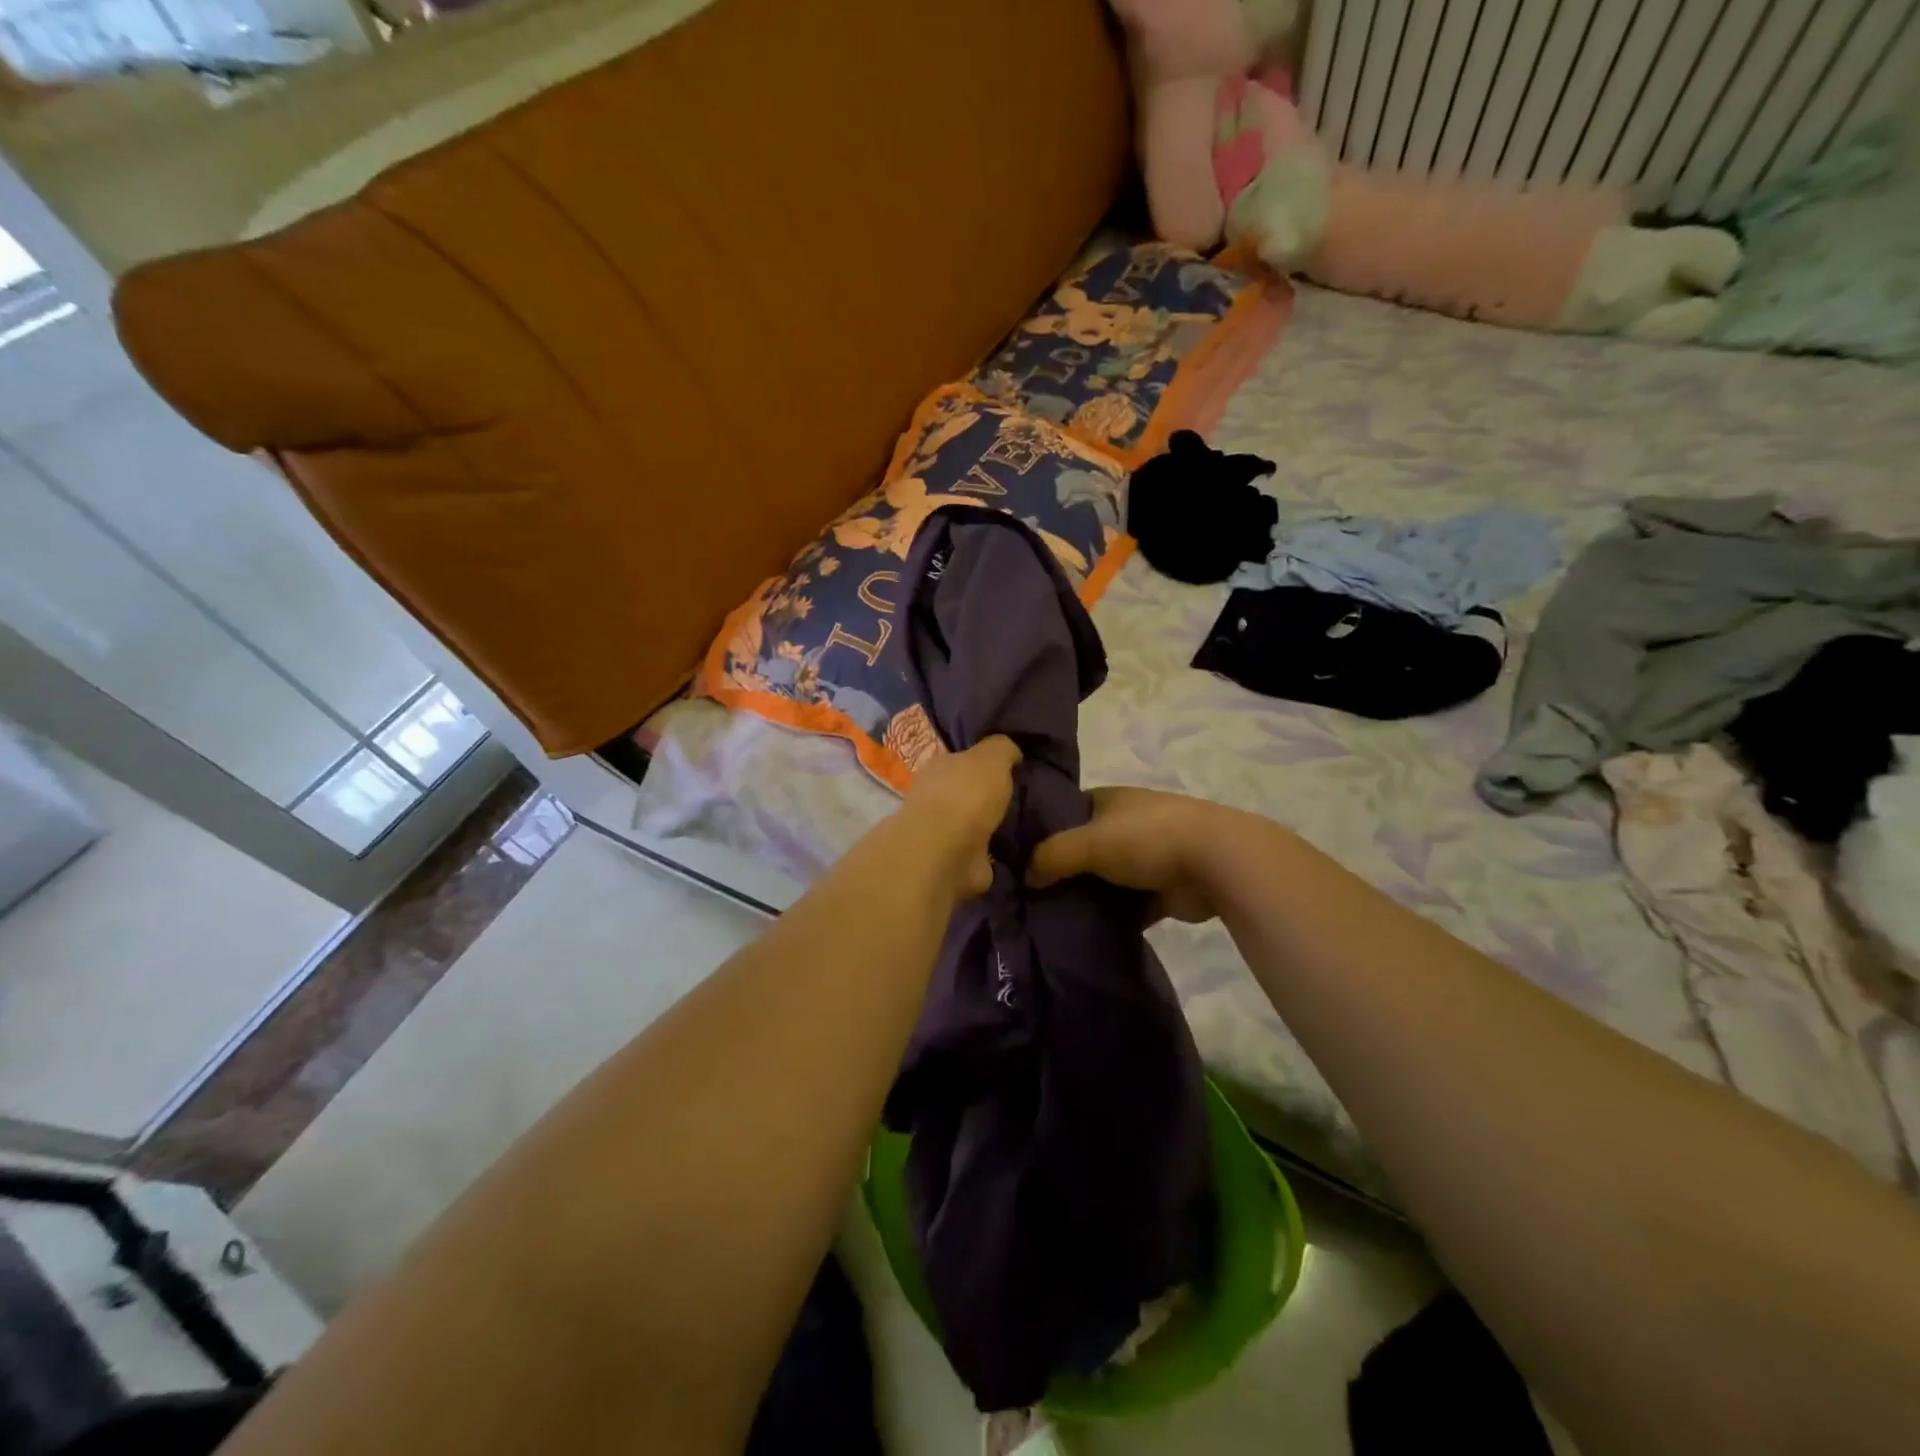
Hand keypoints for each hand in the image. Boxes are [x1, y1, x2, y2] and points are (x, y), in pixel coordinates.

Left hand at [901, 737, 1021, 899]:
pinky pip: (976, 853)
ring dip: (987, 827)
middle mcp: (934, 796)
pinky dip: (989, 853)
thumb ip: (1002, 749)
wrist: (947, 851)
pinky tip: (1010, 851)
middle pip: (964, 792)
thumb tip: (1012, 752)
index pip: (962, 758)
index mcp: (939, 766)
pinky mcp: (951, 862)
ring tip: (1019, 826)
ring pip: (970, 823)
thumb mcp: (992, 757)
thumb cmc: (967, 795)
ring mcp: (940, 832)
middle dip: (985, 796)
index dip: (983, 762)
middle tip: (1018, 798)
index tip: (1009, 768)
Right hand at [1027, 786, 1227, 922]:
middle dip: (1061, 869)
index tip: (1017, 857)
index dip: (1042, 831)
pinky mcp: (1161, 890)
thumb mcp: (1088, 842)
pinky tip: (1084, 934)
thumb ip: (1051, 856)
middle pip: (1083, 848)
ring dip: (1087, 895)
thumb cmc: (1147, 838)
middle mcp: (1126, 824)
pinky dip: (1112, 918)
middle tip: (1028, 894)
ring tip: (1049, 917)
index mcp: (1109, 800)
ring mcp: (1146, 857)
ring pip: (1105, 879)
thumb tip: (1025, 877)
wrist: (1217, 863)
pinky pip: (1127, 906)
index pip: (1065, 812)